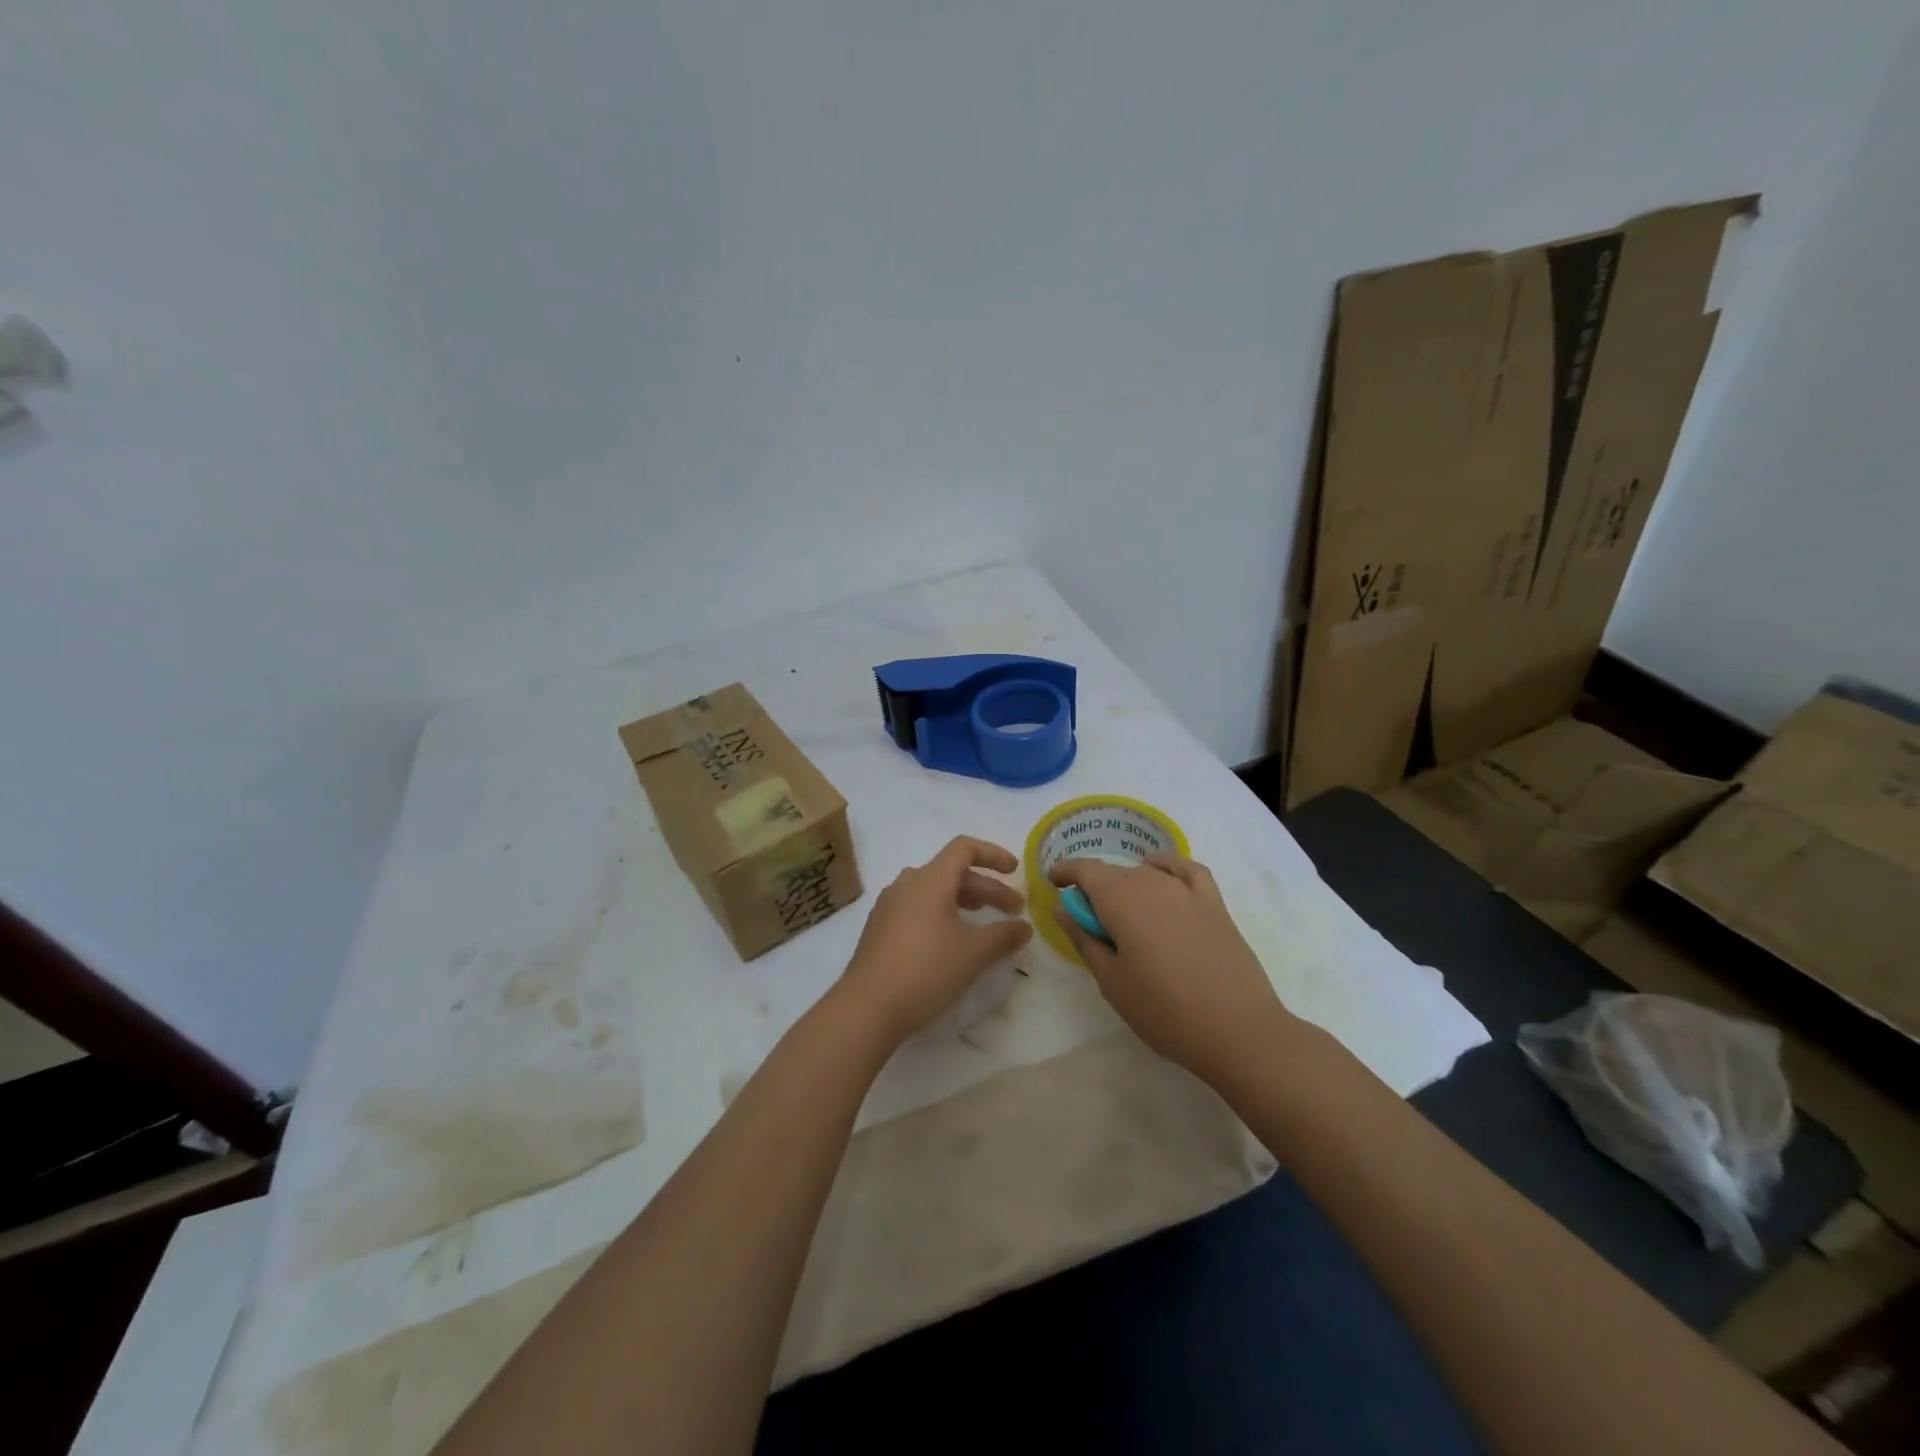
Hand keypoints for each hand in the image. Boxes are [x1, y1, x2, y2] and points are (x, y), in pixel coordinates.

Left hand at [835, 836, 1033, 1046]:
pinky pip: (918, 910)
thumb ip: (1003, 935)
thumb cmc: (926, 970)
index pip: (964, 848)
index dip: (993, 854)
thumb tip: (1024, 927)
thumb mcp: (974, 953)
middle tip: (1013, 911)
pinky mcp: (880, 929)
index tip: (1015, 870)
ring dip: (965, 903)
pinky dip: (943, 916)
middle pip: (952, 873)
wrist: (866, 1008)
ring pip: (935, 892)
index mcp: (929, 880)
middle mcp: (907, 884)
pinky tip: (953, 943)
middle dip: (987, 889)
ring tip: (986, 925)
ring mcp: (889, 907)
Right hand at [1048, 853, 1294, 1082]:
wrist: (1238, 1031)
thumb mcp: (1111, 981)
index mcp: (1121, 900)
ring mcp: (1187, 891)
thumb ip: (1084, 939)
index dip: (1066, 872)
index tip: (1054, 883)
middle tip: (1090, 923)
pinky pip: (1186, 870)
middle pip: (1115, 874)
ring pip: (1146, 873)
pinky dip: (1168, 867)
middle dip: (1096, 889)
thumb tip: (1062, 908)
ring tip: (1125, 916)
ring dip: (1128, 885)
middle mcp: (1153, 883)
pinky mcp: (1215, 903)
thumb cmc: (1164, 1011)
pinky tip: (1162, 881)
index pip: (1086, 870)